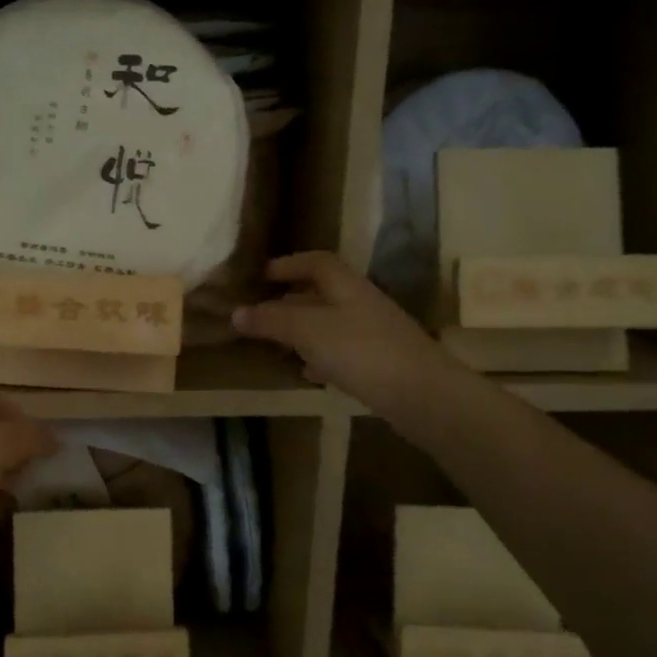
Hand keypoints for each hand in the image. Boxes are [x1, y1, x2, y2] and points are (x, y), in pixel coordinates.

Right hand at [232, 252, 440, 413]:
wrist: (420, 394)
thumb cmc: (360, 351)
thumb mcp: (308, 330)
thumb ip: (271, 320)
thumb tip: (236, 312)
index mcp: (346, 286)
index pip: (316, 262)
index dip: (288, 264)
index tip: (261, 276)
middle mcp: (361, 303)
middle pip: (322, 293)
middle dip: (290, 300)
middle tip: (260, 313)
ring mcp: (373, 334)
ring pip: (330, 324)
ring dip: (303, 331)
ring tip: (276, 344)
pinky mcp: (379, 363)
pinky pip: (342, 352)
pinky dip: (320, 357)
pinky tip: (308, 372)